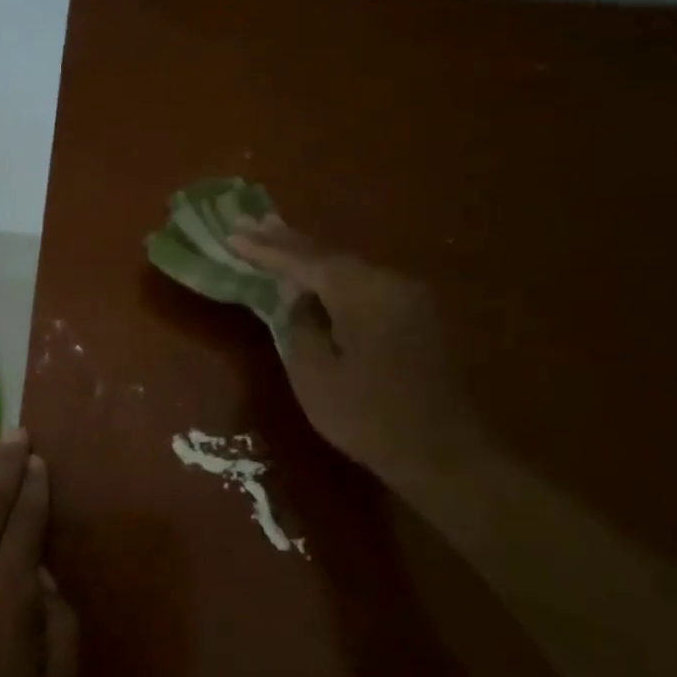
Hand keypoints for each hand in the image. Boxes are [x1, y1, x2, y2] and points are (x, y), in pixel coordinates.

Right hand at [228, 218, 484, 482]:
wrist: (444, 453)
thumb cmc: (369, 417)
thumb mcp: (315, 375)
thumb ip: (299, 326)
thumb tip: (300, 302)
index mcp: (363, 292)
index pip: (305, 261)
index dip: (266, 250)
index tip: (232, 235)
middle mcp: (389, 282)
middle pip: (330, 255)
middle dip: (287, 241)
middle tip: (251, 222)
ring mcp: (408, 296)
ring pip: (348, 267)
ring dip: (310, 255)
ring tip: (275, 237)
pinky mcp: (415, 314)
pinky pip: (364, 283)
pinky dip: (333, 275)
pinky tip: (315, 273)